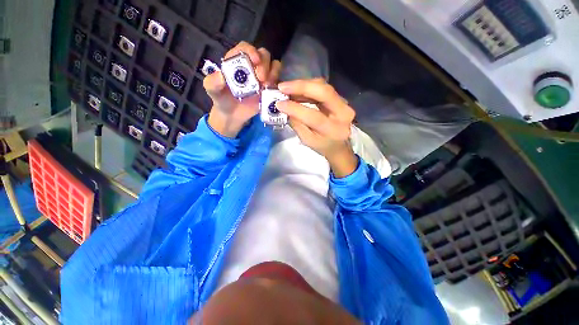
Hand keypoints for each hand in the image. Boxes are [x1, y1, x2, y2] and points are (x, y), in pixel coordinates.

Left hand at [204, 42, 281, 136]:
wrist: (232, 115)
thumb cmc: (222, 99)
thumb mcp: (213, 91)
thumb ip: (212, 83)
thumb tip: (220, 76)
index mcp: (237, 61)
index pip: (245, 48)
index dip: (251, 50)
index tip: (254, 60)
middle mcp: (252, 66)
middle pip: (263, 55)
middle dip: (264, 64)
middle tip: (261, 79)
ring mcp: (262, 77)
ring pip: (274, 66)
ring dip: (273, 73)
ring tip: (266, 86)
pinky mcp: (269, 88)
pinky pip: (278, 82)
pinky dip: (277, 84)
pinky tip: (271, 91)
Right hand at [276, 79, 357, 177]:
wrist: (339, 145)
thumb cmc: (322, 146)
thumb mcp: (307, 140)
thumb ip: (297, 124)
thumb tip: (285, 108)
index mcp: (334, 130)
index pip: (314, 116)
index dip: (296, 108)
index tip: (279, 104)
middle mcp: (344, 113)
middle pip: (324, 92)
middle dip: (301, 87)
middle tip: (282, 87)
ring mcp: (344, 103)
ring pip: (323, 86)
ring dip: (303, 85)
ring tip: (286, 88)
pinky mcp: (340, 98)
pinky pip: (323, 88)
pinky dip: (308, 87)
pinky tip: (296, 90)